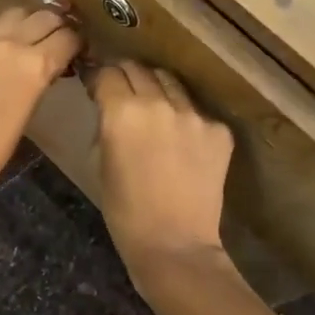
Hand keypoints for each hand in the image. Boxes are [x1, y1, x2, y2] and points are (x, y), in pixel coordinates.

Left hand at [0, 5, 81, 206]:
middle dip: (59, 22)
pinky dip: (5, 33)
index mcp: (34, 65)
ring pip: (16, 14)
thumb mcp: (28, 113)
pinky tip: (5, 51)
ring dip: (31, 19)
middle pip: (44, 15)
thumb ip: (39, 80)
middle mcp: (9, 44)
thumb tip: (48, 67)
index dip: (79, 41)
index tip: (81, 47)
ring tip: (36, 34)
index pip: (68, 37)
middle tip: (64, 34)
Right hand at [87, 61, 233, 290]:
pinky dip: (184, 117)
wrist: (175, 245)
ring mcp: (194, 115)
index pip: (107, 74)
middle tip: (120, 91)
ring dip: (155, 89)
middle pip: (138, 69)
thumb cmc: (124, 212)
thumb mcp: (100, 163)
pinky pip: (195, 111)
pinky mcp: (219, 131)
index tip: (95, 86)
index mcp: (122, 112)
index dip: (98, 78)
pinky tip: (180, 140)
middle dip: (125, 76)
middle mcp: (159, 103)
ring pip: (169, 82)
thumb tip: (109, 107)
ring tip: (152, 107)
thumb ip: (105, 126)